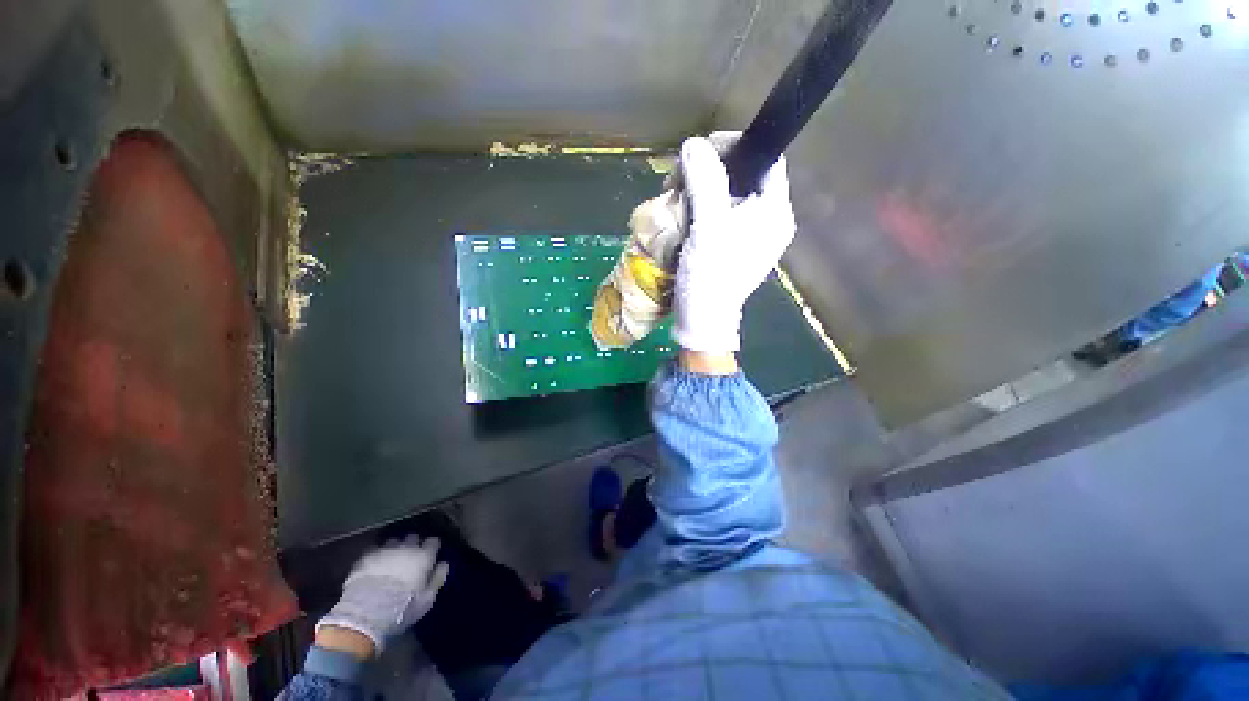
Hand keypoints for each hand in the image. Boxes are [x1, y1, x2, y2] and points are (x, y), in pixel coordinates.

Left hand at [315, 536, 448, 654]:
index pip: (433, 542)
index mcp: (423, 556)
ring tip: (392, 559)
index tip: (431, 554)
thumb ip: (437, 579)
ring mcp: (384, 551)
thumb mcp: (426, 600)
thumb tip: (444, 564)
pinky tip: (375, 564)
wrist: (365, 614)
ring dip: (395, 548)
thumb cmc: (402, 608)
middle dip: (413, 544)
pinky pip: (374, 550)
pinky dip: (377, 555)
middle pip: (413, 537)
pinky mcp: (365, 557)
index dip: (432, 547)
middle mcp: (406, 548)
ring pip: (394, 542)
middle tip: (411, 557)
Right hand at [673, 134, 795, 352]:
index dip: (734, 147)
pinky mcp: (736, 248)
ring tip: (677, 199)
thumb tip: (694, 144)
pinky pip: (722, 216)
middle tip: (681, 180)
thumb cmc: (710, 277)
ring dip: (702, 192)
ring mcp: (753, 236)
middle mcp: (770, 220)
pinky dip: (702, 210)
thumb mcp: (708, 228)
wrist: (703, 321)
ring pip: (729, 196)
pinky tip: (684, 217)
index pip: (765, 159)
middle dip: (711, 172)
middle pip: (744, 176)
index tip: (701, 152)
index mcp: (775, 212)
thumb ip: (705, 182)